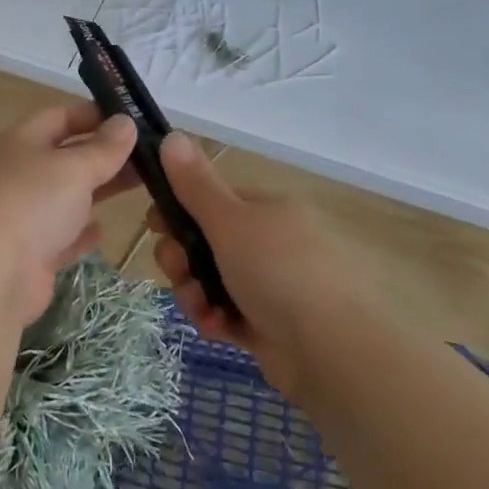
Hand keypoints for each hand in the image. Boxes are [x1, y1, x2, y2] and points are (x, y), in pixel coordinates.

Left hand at [0, 104, 139, 322]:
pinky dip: (81, 231)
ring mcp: (24, 214)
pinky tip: (103, 230)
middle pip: (67, 156)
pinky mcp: (31, 253)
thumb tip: (125, 122)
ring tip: (142, 185)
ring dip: (99, 189)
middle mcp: (20, 173)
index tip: (134, 120)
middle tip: (151, 155)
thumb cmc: (32, 204)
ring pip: (68, 195)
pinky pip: (62, 235)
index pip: (61, 116)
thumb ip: (104, 148)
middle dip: (105, 154)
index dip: (95, 114)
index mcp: (22, 141)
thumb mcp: (74, 168)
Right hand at [153, 133, 368, 397]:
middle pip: (206, 240)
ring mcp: (272, 285)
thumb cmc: (279, 272)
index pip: (212, 199)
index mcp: (268, 209)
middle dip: (182, 257)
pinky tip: (216, 328)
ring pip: (211, 279)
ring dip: (194, 291)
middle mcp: (271, 242)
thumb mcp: (230, 220)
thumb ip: (195, 183)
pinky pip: (227, 312)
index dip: (179, 209)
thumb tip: (172, 135)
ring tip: (201, 307)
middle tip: (177, 270)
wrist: (335, 353)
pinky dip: (215, 317)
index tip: (154, 225)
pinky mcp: (269, 325)